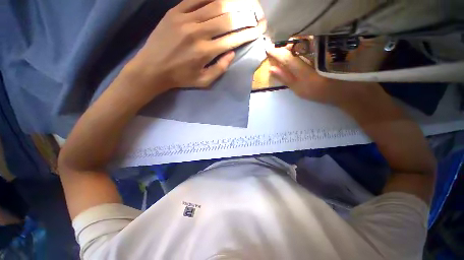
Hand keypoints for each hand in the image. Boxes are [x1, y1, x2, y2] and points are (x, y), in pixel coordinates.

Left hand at [128, 0, 264, 92]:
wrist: (152, 68)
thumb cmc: (180, 78)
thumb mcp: (203, 81)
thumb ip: (220, 69)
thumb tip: (232, 53)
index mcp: (206, 52)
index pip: (233, 38)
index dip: (249, 33)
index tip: (260, 29)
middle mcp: (198, 32)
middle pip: (228, 18)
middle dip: (247, 14)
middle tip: (258, 13)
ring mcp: (185, 19)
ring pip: (216, 4)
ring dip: (234, 3)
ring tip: (246, 3)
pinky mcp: (175, 11)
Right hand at [265, 44, 377, 106]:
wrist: (349, 88)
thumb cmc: (321, 92)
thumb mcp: (300, 90)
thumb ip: (286, 79)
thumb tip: (271, 68)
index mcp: (308, 76)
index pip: (288, 59)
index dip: (277, 53)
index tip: (268, 49)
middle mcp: (318, 60)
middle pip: (298, 44)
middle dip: (286, 45)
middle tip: (281, 49)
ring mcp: (329, 50)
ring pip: (307, 38)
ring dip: (296, 40)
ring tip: (291, 47)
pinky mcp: (335, 44)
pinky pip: (317, 37)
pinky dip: (306, 39)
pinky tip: (304, 44)